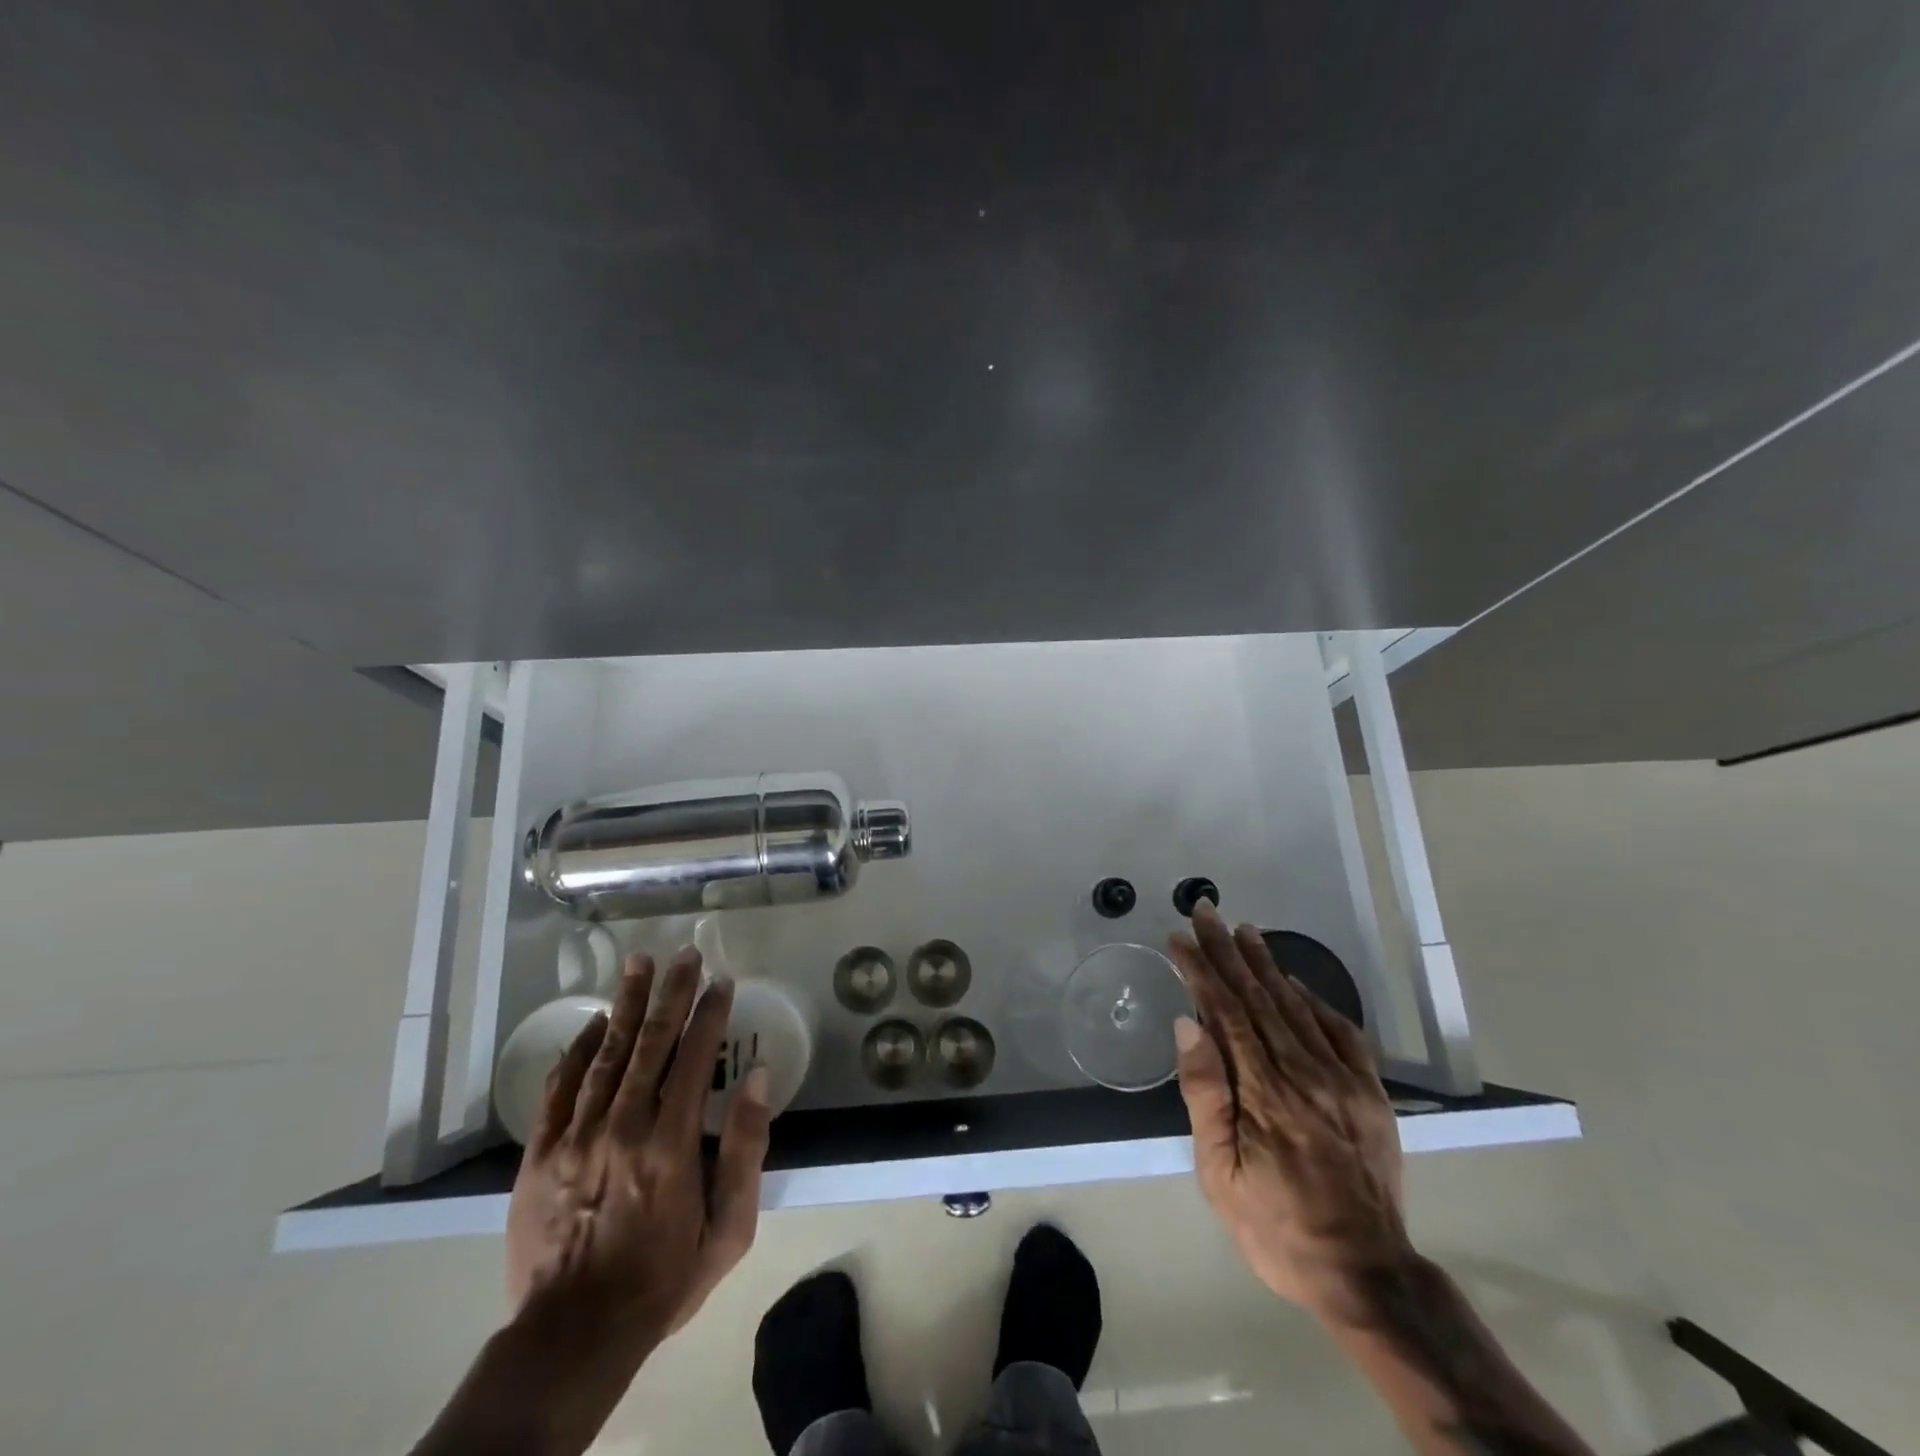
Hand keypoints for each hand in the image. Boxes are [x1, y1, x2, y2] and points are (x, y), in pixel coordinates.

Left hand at [505, 947, 772, 1357]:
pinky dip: (577, 1051)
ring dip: (626, 1005)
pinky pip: (560, 1088)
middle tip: (685, 953)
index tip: (722, 981)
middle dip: (671, 993)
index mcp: (670, 1144)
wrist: (571, 1336)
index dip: (710, 1015)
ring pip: (605, 1054)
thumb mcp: (729, 1229)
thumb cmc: (662, 1278)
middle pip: (650, 1043)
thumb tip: (758, 1078)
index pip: (694, 1059)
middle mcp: (623, 1128)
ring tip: (640, 964)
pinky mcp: (539, 1154)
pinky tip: (592, 1024)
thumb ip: (745, 1150)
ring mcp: (576, 1137)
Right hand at [1170, 900, 1410, 1319]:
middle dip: (1228, 951)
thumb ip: (1206, 1094)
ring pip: (1296, 1005)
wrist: (1365, 1274)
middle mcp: (1303, 1072)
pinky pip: (1341, 1032)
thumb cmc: (1276, 1226)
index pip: (1225, 1011)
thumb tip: (1189, 1025)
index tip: (1180, 938)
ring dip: (1266, 964)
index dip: (1201, 969)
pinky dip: (1315, 1000)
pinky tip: (1296, 983)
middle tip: (1206, 912)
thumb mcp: (1220, 1174)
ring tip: (1244, 931)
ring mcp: (1342, 1080)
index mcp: (1263, 1091)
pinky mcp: (1370, 1093)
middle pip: (1258, 996)